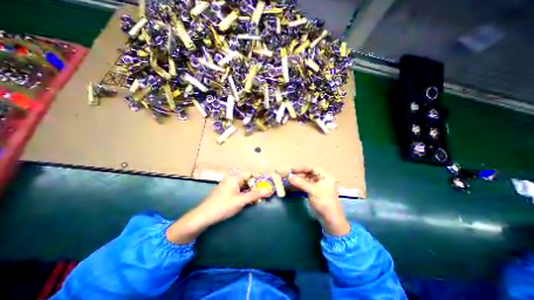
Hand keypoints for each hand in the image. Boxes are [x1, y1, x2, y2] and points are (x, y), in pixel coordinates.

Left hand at [165, 172, 263, 243]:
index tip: (266, 185)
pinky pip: (238, 189)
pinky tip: (248, 200)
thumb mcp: (241, 201)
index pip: (250, 174)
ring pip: (243, 185)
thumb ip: (254, 195)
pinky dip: (244, 193)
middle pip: (247, 179)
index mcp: (234, 178)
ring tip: (257, 198)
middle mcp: (231, 179)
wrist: (204, 215)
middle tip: (262, 194)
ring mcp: (228, 185)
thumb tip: (267, 190)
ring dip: (250, 191)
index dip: (258, 178)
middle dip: (255, 186)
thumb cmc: (223, 206)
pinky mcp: (226, 191)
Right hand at [288, 168, 350, 234]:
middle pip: (308, 174)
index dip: (301, 168)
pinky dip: (299, 185)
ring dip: (297, 180)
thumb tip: (289, 176)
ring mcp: (317, 187)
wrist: (330, 220)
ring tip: (288, 180)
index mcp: (325, 177)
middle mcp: (321, 180)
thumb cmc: (324, 202)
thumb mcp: (313, 191)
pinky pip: (305, 186)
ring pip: (306, 180)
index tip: (291, 169)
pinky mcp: (313, 193)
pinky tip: (292, 185)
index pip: (312, 169)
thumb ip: (301, 183)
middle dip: (298, 174)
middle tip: (288, 175)